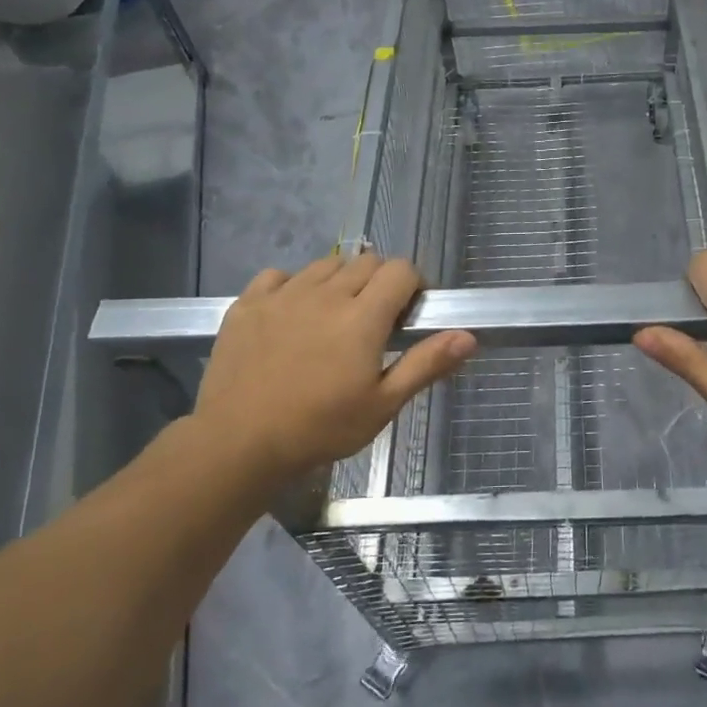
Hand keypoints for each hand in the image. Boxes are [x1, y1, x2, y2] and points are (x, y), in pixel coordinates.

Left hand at [189, 254, 475, 485]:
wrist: (237, 444)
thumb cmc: (319, 428)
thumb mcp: (382, 405)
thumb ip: (426, 364)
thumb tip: (468, 336)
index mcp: (362, 316)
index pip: (400, 269)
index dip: (412, 285)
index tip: (408, 314)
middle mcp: (325, 293)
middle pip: (366, 262)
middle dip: (379, 282)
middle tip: (373, 321)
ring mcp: (283, 294)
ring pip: (325, 264)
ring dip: (339, 281)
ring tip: (333, 317)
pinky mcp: (248, 303)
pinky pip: (279, 276)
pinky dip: (293, 286)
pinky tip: (291, 315)